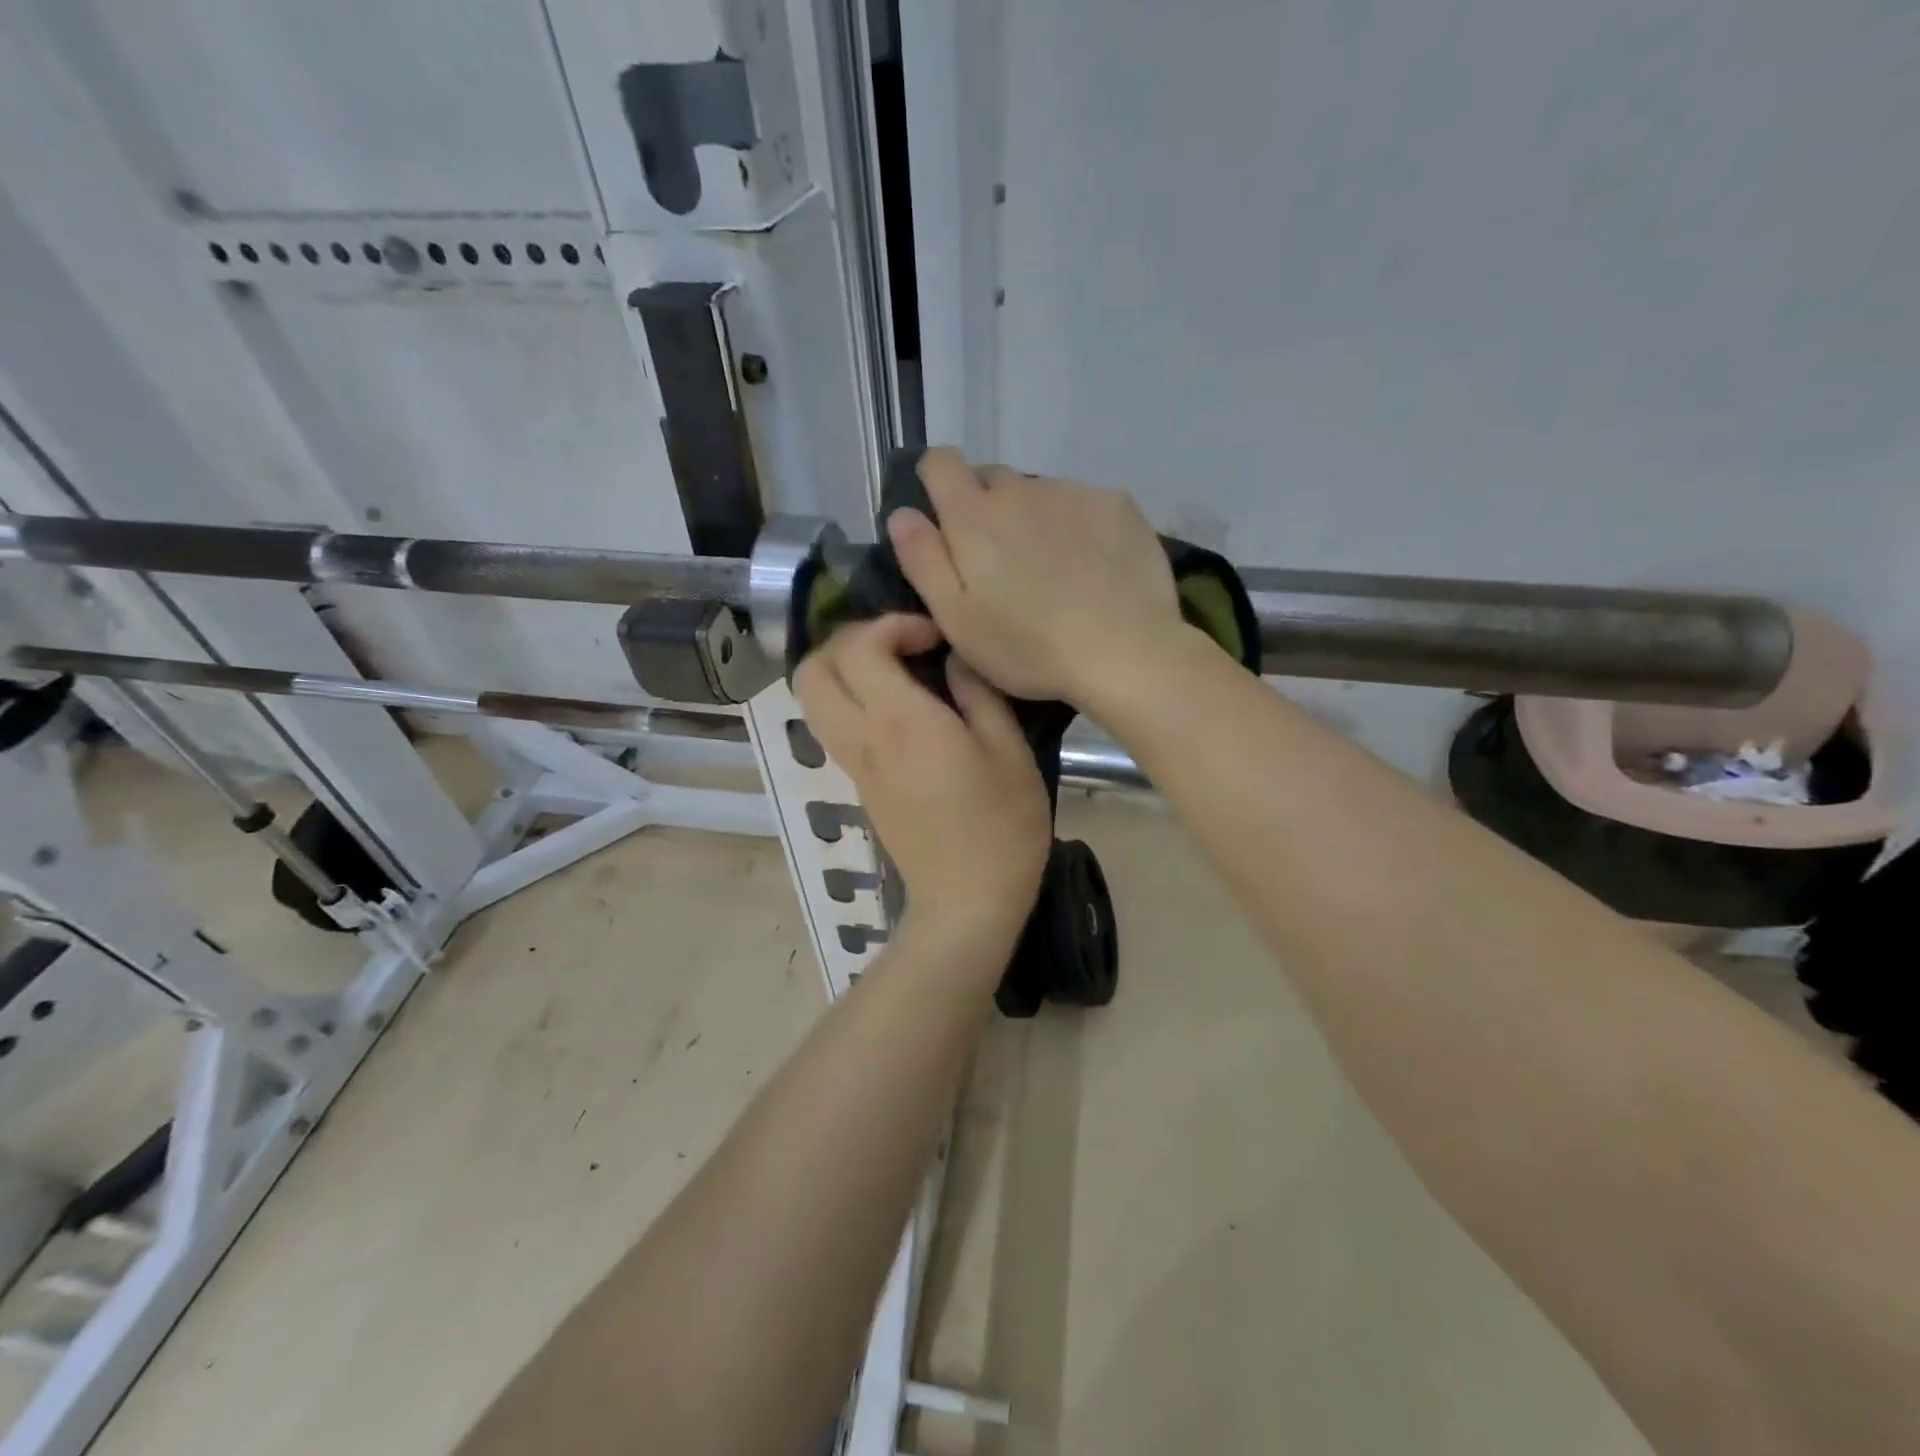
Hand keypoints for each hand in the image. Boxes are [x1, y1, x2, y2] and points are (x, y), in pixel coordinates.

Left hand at [794, 614, 1049, 938]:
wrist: (966, 903)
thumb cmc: (1001, 827)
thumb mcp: (1009, 752)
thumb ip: (979, 695)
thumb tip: (954, 661)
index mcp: (902, 722)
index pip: (859, 648)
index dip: (891, 626)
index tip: (932, 639)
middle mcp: (864, 738)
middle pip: (813, 669)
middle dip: (850, 641)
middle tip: (900, 647)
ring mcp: (854, 765)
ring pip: (813, 700)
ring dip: (842, 672)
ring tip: (893, 673)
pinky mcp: (858, 786)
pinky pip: (832, 726)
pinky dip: (849, 700)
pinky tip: (897, 709)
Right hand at [887, 449, 1184, 708]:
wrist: (1125, 652)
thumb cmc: (1028, 648)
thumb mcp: (957, 619)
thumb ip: (923, 560)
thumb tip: (902, 514)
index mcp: (974, 516)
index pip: (939, 462)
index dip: (934, 481)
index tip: (943, 517)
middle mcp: (1022, 489)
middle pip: (992, 479)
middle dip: (986, 509)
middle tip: (1000, 563)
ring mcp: (1074, 492)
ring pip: (1039, 493)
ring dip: (1033, 518)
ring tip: (1051, 571)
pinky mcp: (1117, 504)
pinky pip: (1083, 502)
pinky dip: (1078, 525)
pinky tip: (1092, 566)